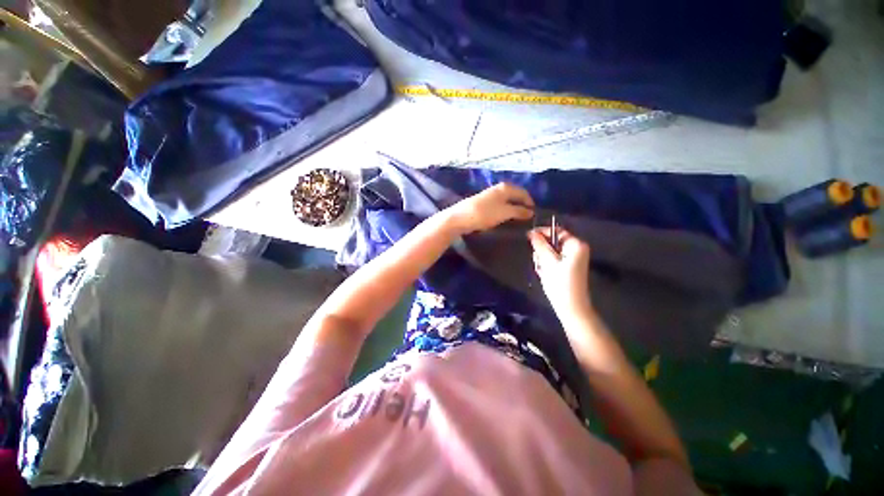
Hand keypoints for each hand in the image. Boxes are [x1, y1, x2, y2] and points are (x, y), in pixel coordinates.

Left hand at [445, 183, 534, 233]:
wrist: (460, 218)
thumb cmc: (485, 213)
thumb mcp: (505, 212)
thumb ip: (519, 211)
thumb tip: (531, 212)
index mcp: (506, 187)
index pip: (523, 193)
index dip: (530, 203)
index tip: (535, 215)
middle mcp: (499, 189)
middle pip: (515, 196)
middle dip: (522, 206)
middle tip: (527, 219)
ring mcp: (490, 196)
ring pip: (507, 202)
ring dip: (513, 210)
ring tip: (518, 221)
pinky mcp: (484, 204)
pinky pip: (499, 206)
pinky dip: (505, 212)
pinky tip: (504, 219)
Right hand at [528, 227, 593, 320]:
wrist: (571, 307)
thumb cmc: (560, 283)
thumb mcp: (547, 261)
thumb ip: (539, 245)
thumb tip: (531, 232)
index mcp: (575, 245)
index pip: (556, 231)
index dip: (542, 232)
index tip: (528, 237)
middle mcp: (576, 249)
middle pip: (552, 241)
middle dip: (542, 250)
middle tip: (539, 262)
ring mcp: (573, 258)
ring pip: (550, 251)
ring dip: (542, 259)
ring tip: (542, 270)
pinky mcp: (568, 266)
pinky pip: (553, 260)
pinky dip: (546, 265)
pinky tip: (545, 274)